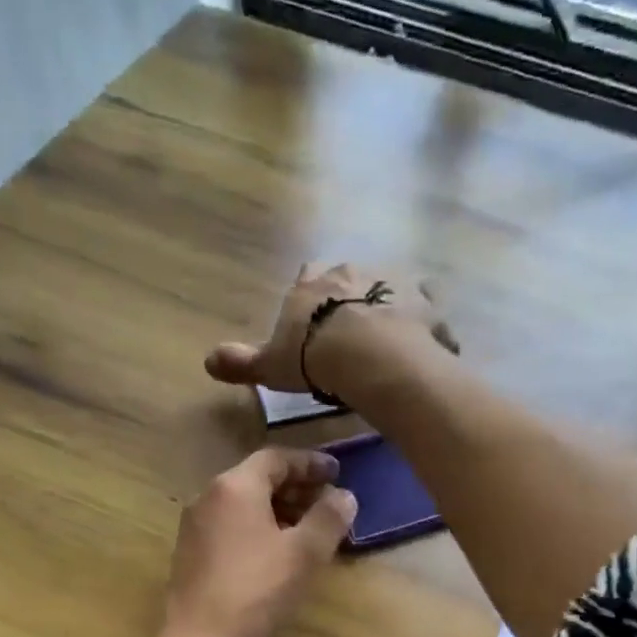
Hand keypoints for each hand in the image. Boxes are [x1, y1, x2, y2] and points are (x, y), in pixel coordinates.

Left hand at [158, 447, 357, 636]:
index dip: (310, 463)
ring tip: (309, 529)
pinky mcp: (190, 554)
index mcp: (234, 487)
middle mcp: (208, 497)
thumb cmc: (256, 593)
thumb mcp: (304, 554)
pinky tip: (279, 553)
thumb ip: (328, 518)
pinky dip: (259, 528)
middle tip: (328, 502)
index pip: (276, 459)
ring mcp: (195, 527)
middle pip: (257, 479)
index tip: (337, 473)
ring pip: (243, 504)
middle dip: (296, 487)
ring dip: (279, 509)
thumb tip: (344, 496)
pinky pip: (231, 526)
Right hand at [205, 263, 451, 394]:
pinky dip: (428, 331)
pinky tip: (425, 354)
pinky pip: (428, 315)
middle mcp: (354, 271)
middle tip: (356, 339)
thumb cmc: (313, 357)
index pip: (308, 279)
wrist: (367, 355)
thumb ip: (242, 362)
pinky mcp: (427, 303)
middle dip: (355, 303)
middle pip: (353, 281)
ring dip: (394, 312)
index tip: (316, 323)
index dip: (312, 300)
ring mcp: (394, 282)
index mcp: (314, 283)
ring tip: (394, 346)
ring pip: (394, 292)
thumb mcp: (270, 365)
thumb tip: (207, 361)